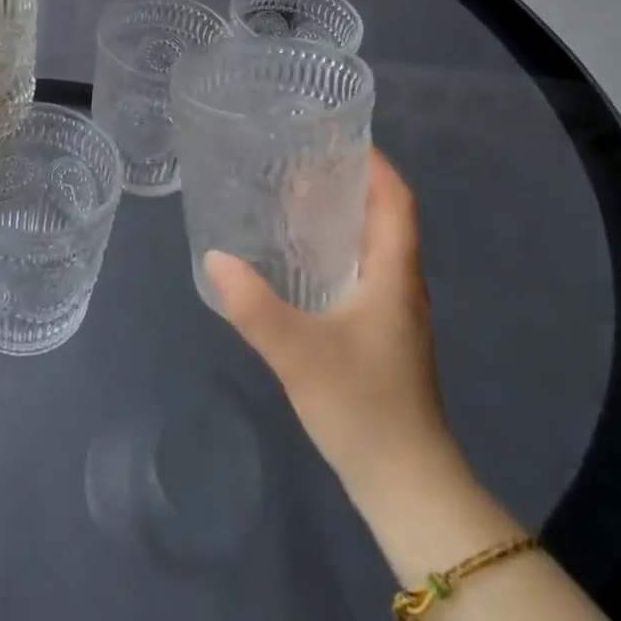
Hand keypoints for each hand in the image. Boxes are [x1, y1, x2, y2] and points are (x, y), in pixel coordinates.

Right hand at [204, 148, 462, 514]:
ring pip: (373, 244)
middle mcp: (401, 283)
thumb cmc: (364, 407)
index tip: (338, 135)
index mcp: (394, 273)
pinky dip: (337, 249)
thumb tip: (214, 256)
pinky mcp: (382, 334)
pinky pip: (364, 271)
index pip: (397, 199)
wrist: (407, 485)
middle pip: (385, 215)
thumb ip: (253, 305)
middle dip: (350, 181)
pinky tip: (299, 259)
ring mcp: (395, 311)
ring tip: (294, 197)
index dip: (375, 163)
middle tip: (300, 160)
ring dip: (343, 215)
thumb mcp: (299, 352)